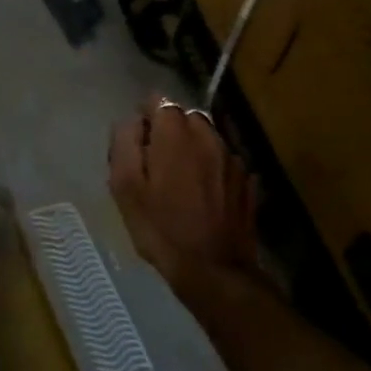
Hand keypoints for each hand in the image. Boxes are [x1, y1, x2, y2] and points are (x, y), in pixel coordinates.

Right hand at [109, 97, 258, 300]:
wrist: (213, 270)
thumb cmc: (160, 226)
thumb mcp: (124, 184)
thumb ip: (124, 142)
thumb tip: (131, 121)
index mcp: (175, 133)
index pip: (158, 101)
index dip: (143, 117)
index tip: (136, 143)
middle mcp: (207, 136)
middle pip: (184, 116)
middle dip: (169, 130)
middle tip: (154, 161)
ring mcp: (232, 158)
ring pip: (206, 138)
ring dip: (191, 148)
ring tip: (179, 178)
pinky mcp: (247, 181)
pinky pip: (222, 160)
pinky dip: (210, 167)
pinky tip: (201, 193)